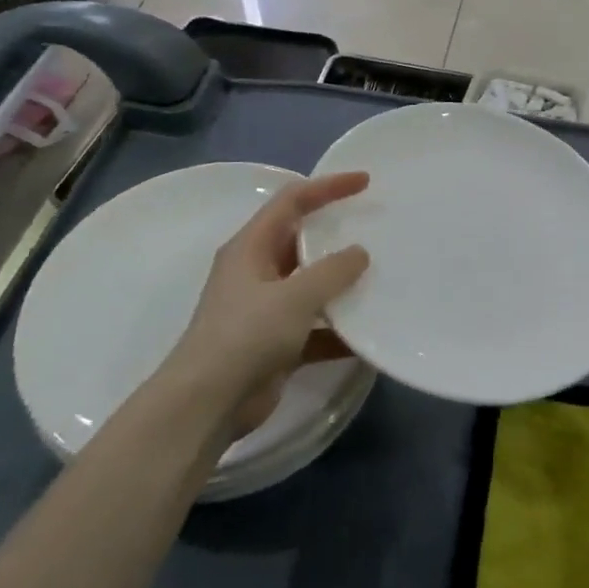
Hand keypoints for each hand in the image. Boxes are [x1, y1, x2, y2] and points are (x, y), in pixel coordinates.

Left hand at [163, 172, 370, 438]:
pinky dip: (338, 330)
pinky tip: (368, 336)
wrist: (207, 405)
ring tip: (382, 277)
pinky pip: (314, 327)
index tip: (364, 182)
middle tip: (376, 226)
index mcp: (251, 247)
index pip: (292, 201)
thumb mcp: (295, 296)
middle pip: (302, 241)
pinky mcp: (275, 344)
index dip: (328, 186)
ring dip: (341, 285)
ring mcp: (265, 310)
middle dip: (337, 234)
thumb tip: (360, 253)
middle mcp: (256, 272)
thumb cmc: (245, 336)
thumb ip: (332, 271)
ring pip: (311, 286)